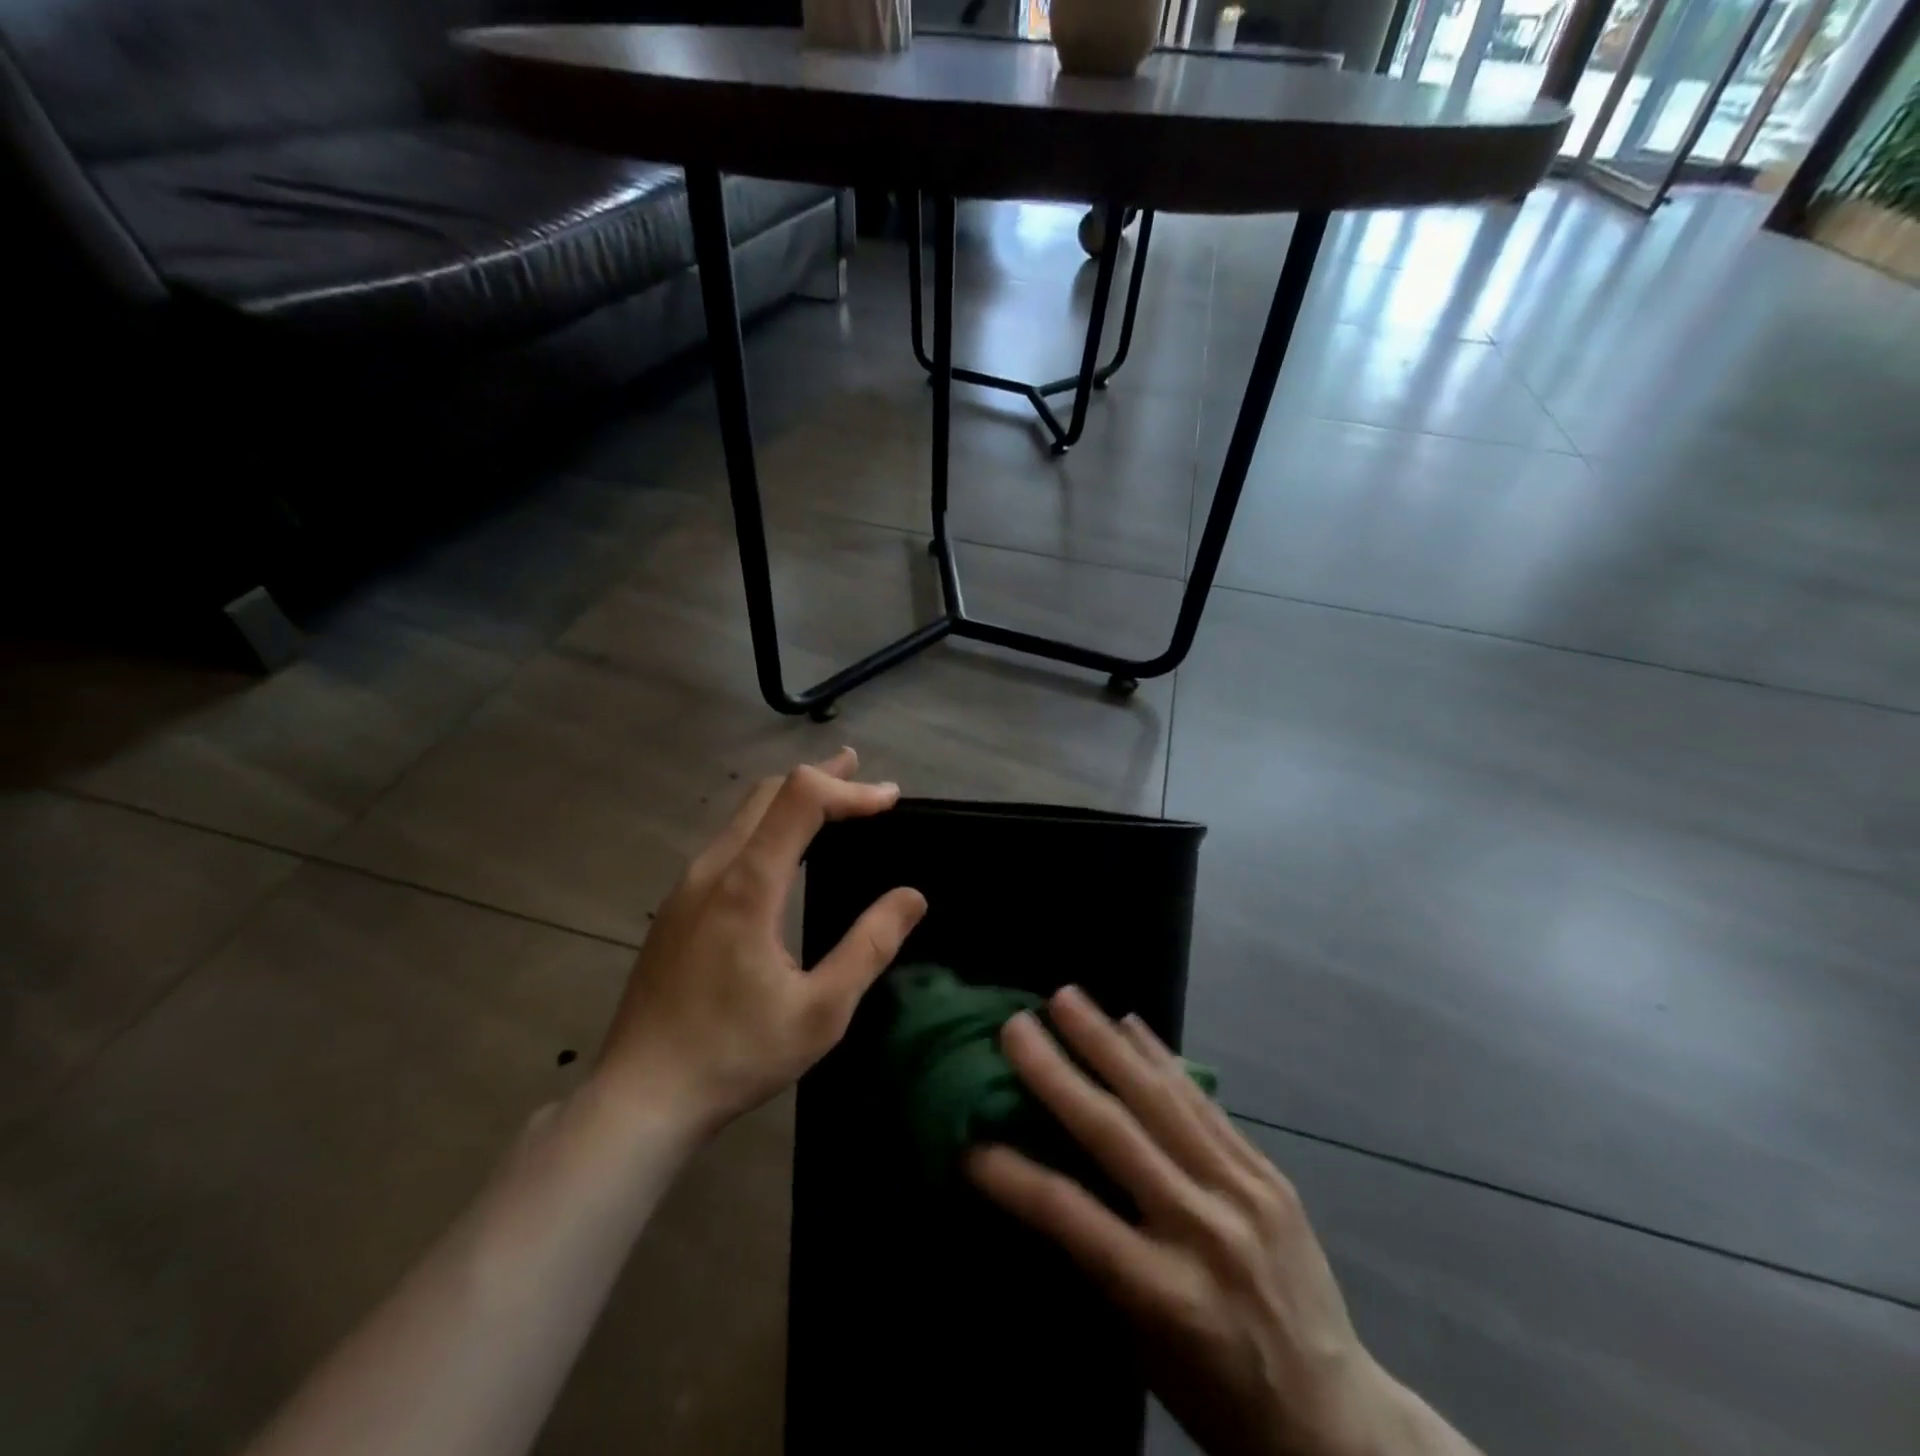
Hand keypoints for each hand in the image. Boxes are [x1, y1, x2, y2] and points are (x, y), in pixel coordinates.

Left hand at [594, 748, 925, 1137]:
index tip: (890, 799)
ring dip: (792, 799)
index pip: (801, 799)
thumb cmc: (735, 1055)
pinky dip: (768, 826)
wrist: (640, 1097)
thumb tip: (912, 896)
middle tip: (865, 779)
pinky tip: (785, 851)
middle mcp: (712, 870)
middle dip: (822, 778)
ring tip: (834, 802)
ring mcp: (686, 886)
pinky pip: (728, 842)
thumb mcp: (821, 1011)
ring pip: (743, 815)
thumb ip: (869, 947)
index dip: (849, 789)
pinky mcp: (676, 907)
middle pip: (769, 793)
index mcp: (747, 886)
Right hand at [968, 988, 1471, 1455]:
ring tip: (1067, 998)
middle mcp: (1204, 1230)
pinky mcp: (1269, 1174)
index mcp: (1166, 1294)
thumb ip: (1098, 1263)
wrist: (1335, 1419)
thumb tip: (1044, 1184)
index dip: (1013, 1176)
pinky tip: (1133, 1024)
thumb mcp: (1144, 1349)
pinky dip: (1163, 1059)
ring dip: (1107, 1042)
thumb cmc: (1219, 1397)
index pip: (1071, 1217)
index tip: (968, 1141)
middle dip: (1057, 1074)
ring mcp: (1243, 1193)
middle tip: (1015, 1027)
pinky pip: (1204, 1104)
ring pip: (1161, 1100)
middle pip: (1115, 1135)